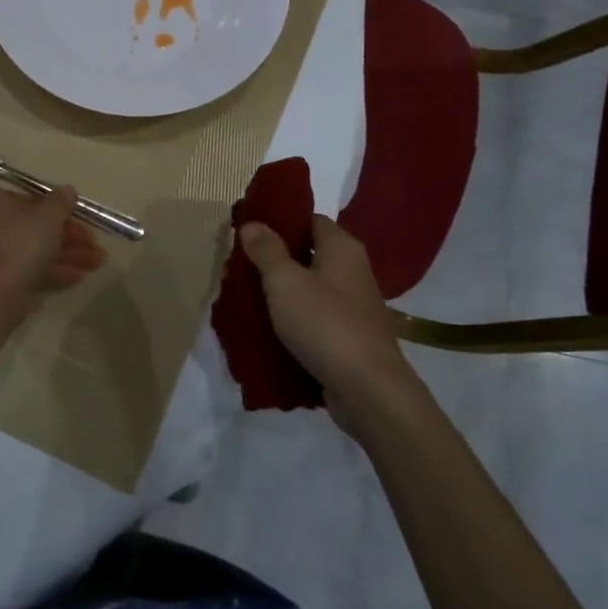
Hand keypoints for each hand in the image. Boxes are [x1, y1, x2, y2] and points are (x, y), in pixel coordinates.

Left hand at [0, 177, 107, 303]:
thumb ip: (60, 202)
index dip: (50, 204)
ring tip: (95, 263)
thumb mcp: (48, 218)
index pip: (16, 191)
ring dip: (60, 254)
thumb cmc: (15, 245)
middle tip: (91, 243)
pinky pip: (12, 267)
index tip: (73, 215)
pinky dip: (42, 270)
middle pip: (21, 223)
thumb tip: (66, 191)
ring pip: (20, 247)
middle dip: (62, 235)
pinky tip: (77, 277)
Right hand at [239, 215, 415, 429]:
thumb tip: (252, 223)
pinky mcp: (349, 338)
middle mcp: (353, 272)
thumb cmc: (325, 323)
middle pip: (309, 254)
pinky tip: (267, 329)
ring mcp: (353, 307)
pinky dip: (294, 321)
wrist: (367, 389)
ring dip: (282, 293)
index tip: (249, 228)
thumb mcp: (285, 281)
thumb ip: (267, 250)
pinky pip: (314, 319)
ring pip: (310, 290)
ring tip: (246, 296)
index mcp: (342, 249)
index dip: (281, 220)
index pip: (310, 219)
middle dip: (275, 259)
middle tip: (240, 264)